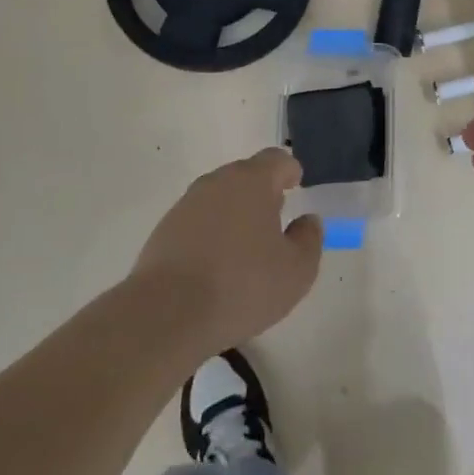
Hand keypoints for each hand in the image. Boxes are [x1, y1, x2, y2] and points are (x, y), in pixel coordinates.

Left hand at [132, 148, 321, 351]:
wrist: (166, 314)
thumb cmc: (242, 286)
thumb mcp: (296, 270)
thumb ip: (309, 238)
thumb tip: (307, 221)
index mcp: (252, 181)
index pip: (277, 160)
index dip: (290, 172)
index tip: (296, 187)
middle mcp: (217, 182)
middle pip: (246, 176)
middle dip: (263, 193)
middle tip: (275, 222)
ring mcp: (186, 204)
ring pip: (220, 198)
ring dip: (235, 214)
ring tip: (246, 249)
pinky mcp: (164, 229)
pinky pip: (198, 221)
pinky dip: (211, 233)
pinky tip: (216, 267)